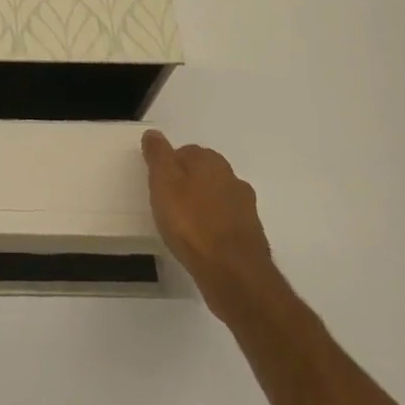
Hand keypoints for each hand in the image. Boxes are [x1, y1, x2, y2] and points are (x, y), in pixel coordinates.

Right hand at [142, 131, 276, 319]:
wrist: (232, 271)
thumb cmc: (190, 222)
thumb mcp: (163, 182)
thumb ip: (158, 155)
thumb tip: (154, 133)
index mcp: (210, 161)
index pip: (185, 151)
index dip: (169, 165)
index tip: (157, 183)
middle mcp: (232, 177)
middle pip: (203, 173)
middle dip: (187, 183)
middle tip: (166, 203)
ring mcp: (245, 206)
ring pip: (216, 197)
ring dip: (202, 205)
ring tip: (183, 225)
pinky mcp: (250, 233)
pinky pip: (225, 221)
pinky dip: (214, 226)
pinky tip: (201, 241)